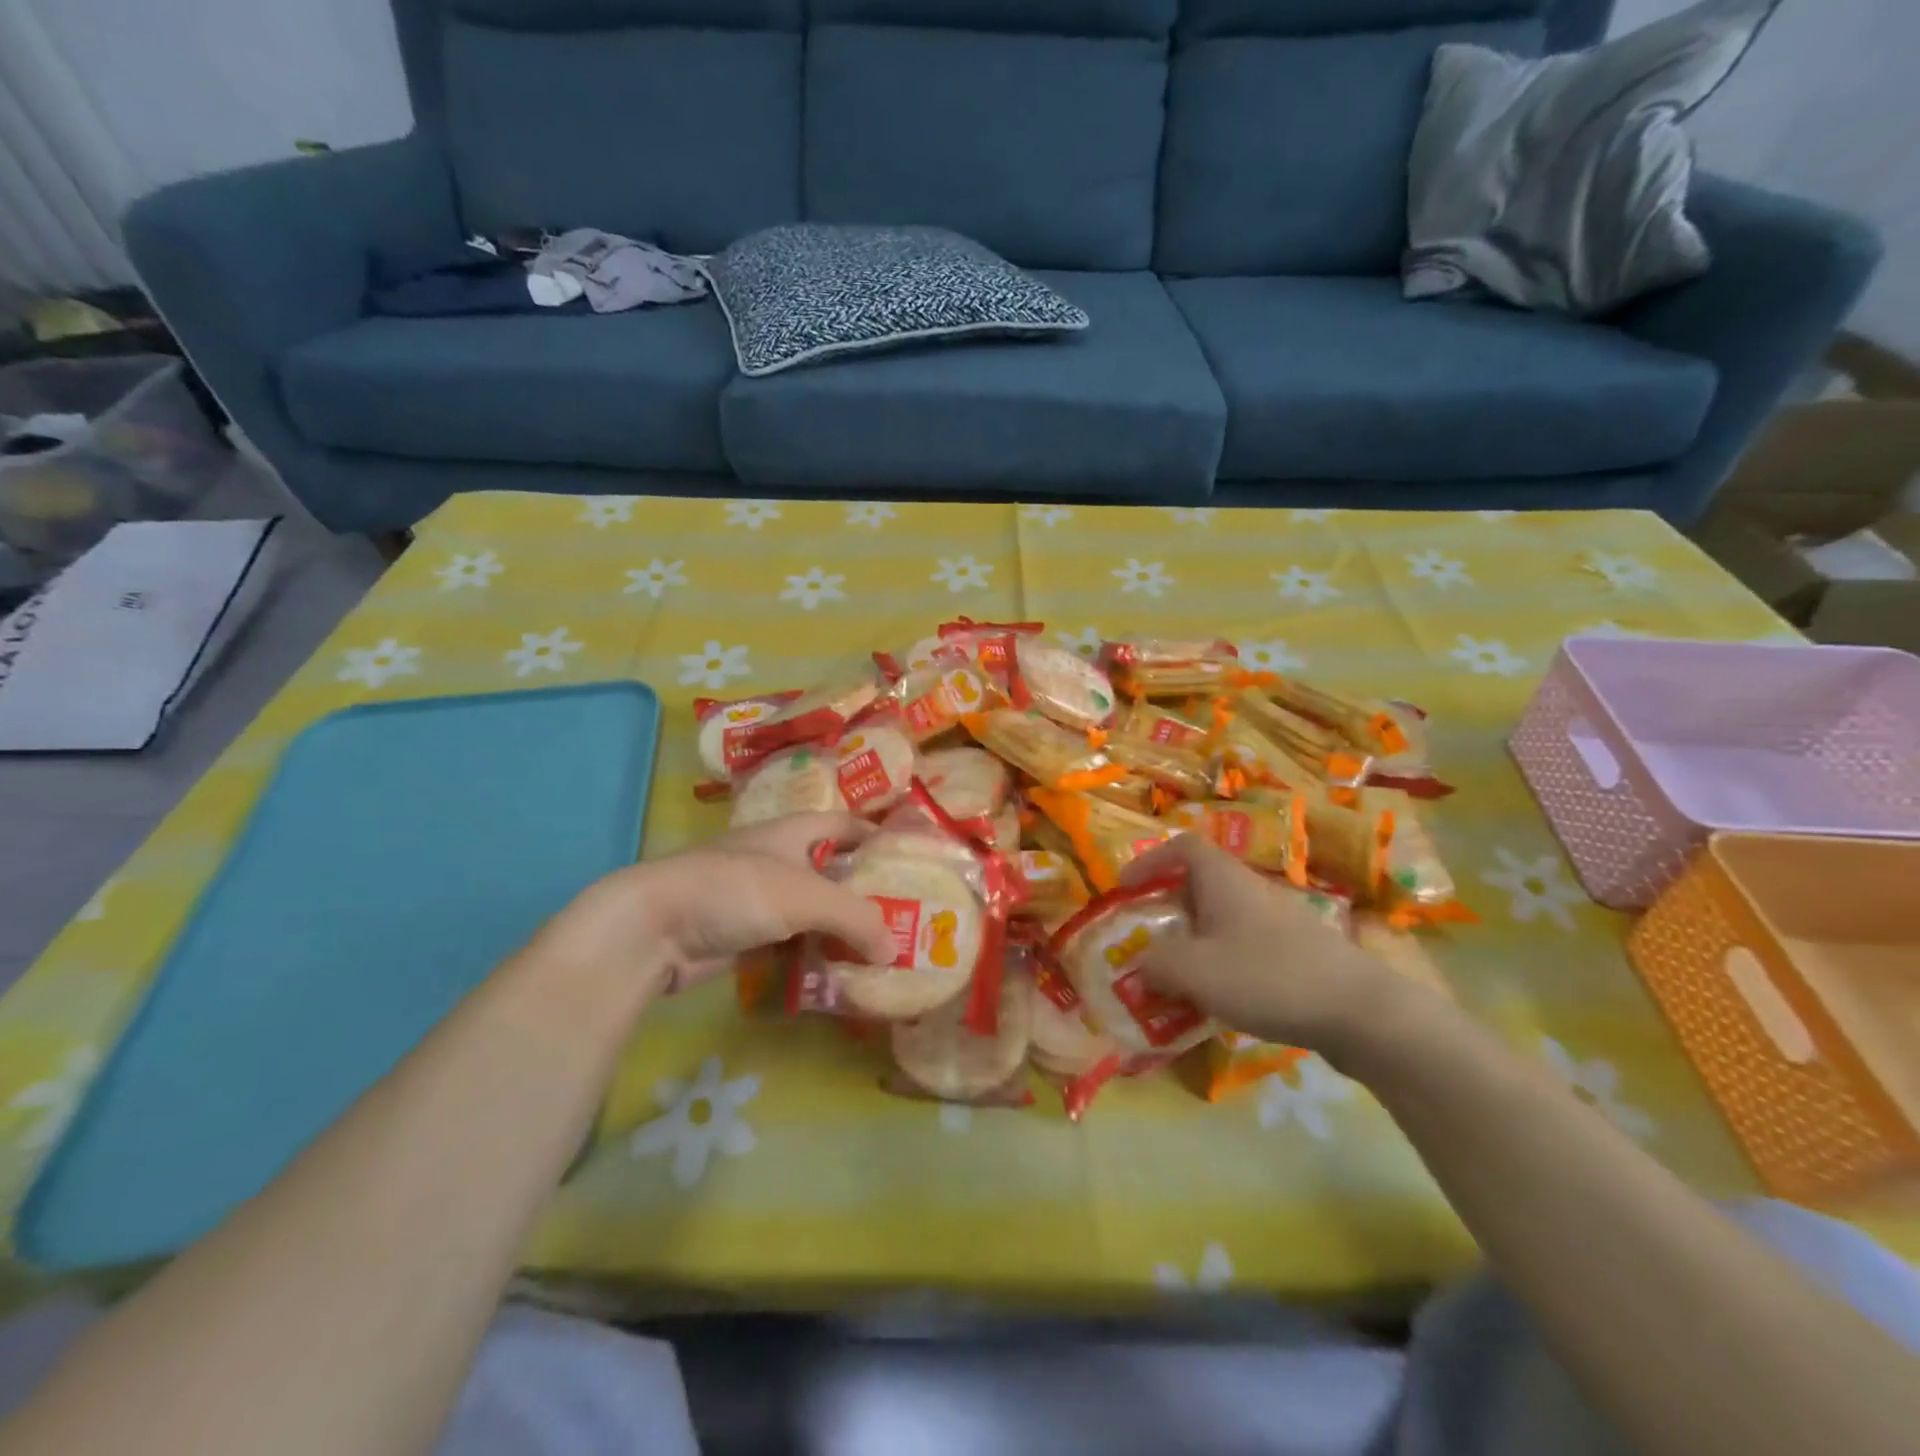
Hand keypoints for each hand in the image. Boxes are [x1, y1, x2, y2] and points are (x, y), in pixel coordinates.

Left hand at [529, 812, 893, 1001]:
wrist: (655, 926)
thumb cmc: (736, 890)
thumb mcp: (806, 896)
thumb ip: (857, 918)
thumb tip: (895, 949)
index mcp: (795, 833)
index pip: (846, 824)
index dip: (878, 837)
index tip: (911, 861)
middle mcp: (780, 860)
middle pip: (833, 872)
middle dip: (866, 894)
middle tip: (905, 919)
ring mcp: (760, 900)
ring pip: (813, 913)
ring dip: (841, 932)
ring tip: (881, 954)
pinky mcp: (745, 936)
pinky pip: (791, 944)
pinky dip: (813, 956)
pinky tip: (838, 976)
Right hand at [1122, 835, 1427, 1061]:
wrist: (1360, 1013)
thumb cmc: (1268, 977)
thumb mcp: (1196, 972)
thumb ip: (1156, 964)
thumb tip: (1138, 964)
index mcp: (1223, 880)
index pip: (1182, 846)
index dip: (1150, 860)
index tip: (1126, 888)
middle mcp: (1249, 890)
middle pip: (1198, 884)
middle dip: (1166, 908)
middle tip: (1144, 938)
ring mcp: (1276, 921)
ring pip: (1220, 919)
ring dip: (1191, 940)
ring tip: (1173, 975)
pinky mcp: (1295, 953)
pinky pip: (1242, 946)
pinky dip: (1219, 963)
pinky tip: (1216, 999)